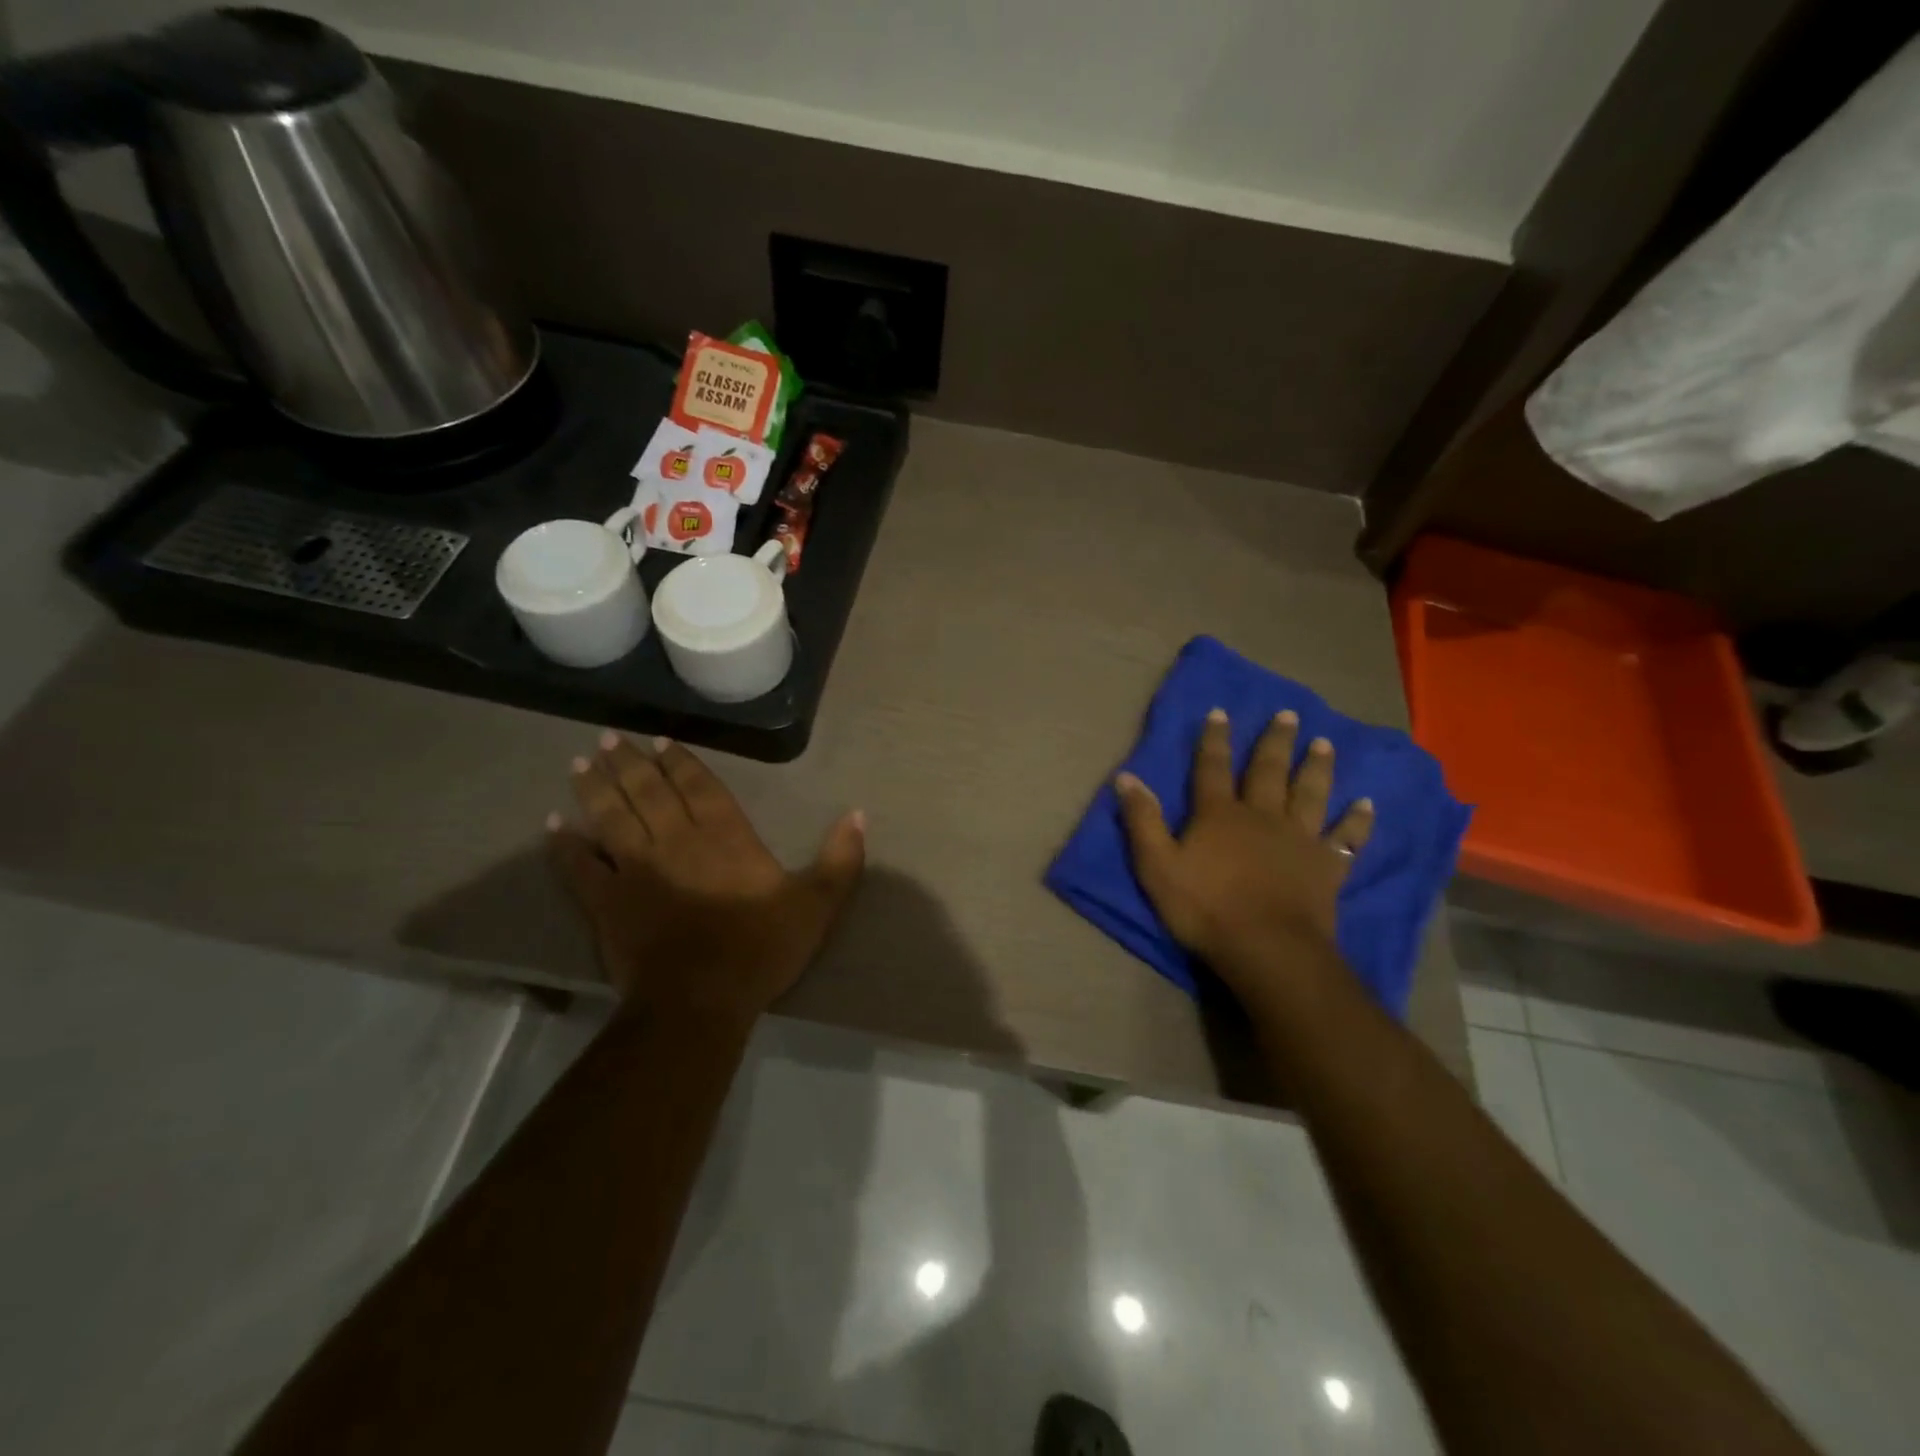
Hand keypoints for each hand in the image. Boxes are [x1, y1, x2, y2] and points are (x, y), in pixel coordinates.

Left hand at [547, 732, 864, 1025]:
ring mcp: (635, 869)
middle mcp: (676, 840)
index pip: (698, 786)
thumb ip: (841, 859)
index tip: (661, 740)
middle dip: (631, 763)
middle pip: (648, 792)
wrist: (700, 1000)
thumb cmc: (760, 948)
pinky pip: (579, 867)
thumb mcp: (817, 904)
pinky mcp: (606, 902)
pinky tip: (553, 825)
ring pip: (610, 817)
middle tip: (610, 739)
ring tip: (582, 764)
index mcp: (725, 836)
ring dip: (596, 789)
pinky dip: (565, 845)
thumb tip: (858, 814)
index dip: (680, 761)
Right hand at [1115, 708, 1372, 999]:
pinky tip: (1367, 805)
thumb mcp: (1157, 866)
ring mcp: (1299, 839)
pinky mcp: (1326, 866)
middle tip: (1289, 715)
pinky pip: (1346, 837)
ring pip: (1310, 794)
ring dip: (1316, 768)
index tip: (1221, 712)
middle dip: (1275, 742)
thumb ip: (1142, 820)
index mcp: (1219, 815)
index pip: (1212, 768)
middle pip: (1268, 771)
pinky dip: (1357, 821)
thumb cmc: (1205, 908)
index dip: (1214, 739)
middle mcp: (1262, 816)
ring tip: (1325, 743)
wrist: (1267, 948)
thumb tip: (1125, 777)